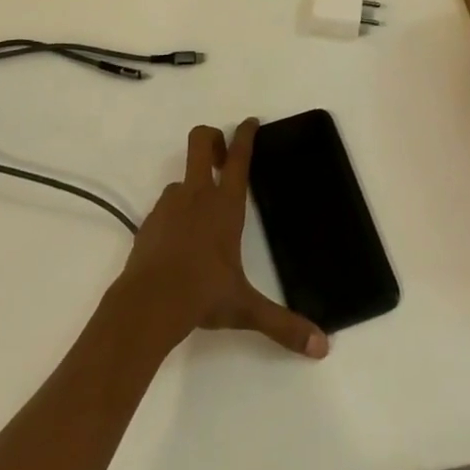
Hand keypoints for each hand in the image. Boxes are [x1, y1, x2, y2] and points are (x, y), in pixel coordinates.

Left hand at [117, 120, 327, 358]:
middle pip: (201, 141)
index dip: (245, 134)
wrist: (147, 304)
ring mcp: (169, 205)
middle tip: (223, 156)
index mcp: (225, 205)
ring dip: (194, 185)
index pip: (239, 157)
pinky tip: (180, 242)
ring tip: (204, 215)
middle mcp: (197, 194)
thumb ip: (283, 324)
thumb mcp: (246, 308)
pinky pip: (166, 205)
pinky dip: (176, 213)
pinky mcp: (150, 222)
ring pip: (182, 178)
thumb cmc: (202, 295)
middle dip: (213, 138)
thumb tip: (322, 347)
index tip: (251, 121)